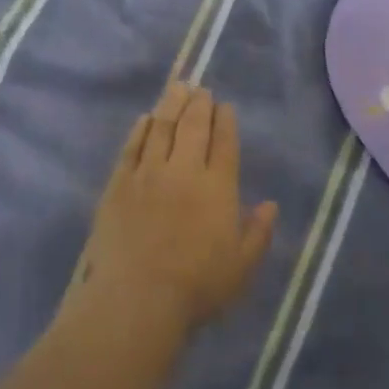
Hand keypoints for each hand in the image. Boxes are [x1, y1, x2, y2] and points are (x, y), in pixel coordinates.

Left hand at [83, 84, 277, 329]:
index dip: (225, 121)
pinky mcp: (118, 185)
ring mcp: (147, 175)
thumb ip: (258, 233)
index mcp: (218, 188)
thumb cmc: (197, 287)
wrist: (136, 299)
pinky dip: (140, 130)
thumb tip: (270, 205)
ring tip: (176, 88)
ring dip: (171, 105)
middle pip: (193, 127)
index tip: (225, 106)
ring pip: (161, 128)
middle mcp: (184, 171)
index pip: (224, 143)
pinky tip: (144, 119)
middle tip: (200, 89)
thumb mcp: (241, 267)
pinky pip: (131, 148)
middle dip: (199, 104)